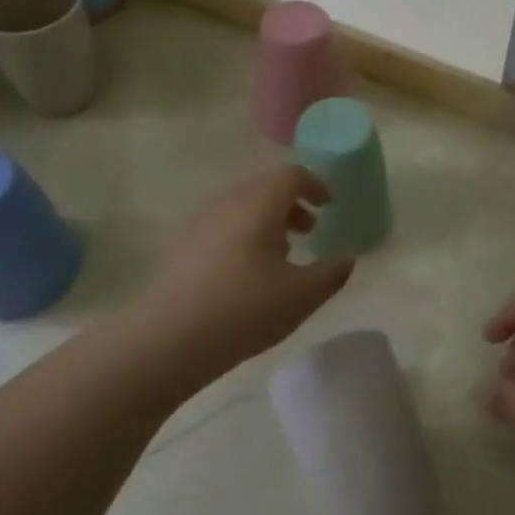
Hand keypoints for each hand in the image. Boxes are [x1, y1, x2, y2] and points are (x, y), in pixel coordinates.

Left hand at [140, 166, 353, 381]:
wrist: (168, 339)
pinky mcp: (181, 247)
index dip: (315, 185)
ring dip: (267, 221)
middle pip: (264, 188)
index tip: (329, 205)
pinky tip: (247, 274)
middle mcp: (228, 202)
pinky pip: (222, 227)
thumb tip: (346, 259)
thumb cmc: (244, 309)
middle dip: (291, 204)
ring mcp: (200, 223)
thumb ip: (331, 274)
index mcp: (260, 203)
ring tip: (281, 255)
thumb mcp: (301, 295)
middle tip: (309, 231)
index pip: (291, 175)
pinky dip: (243, 236)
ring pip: (241, 208)